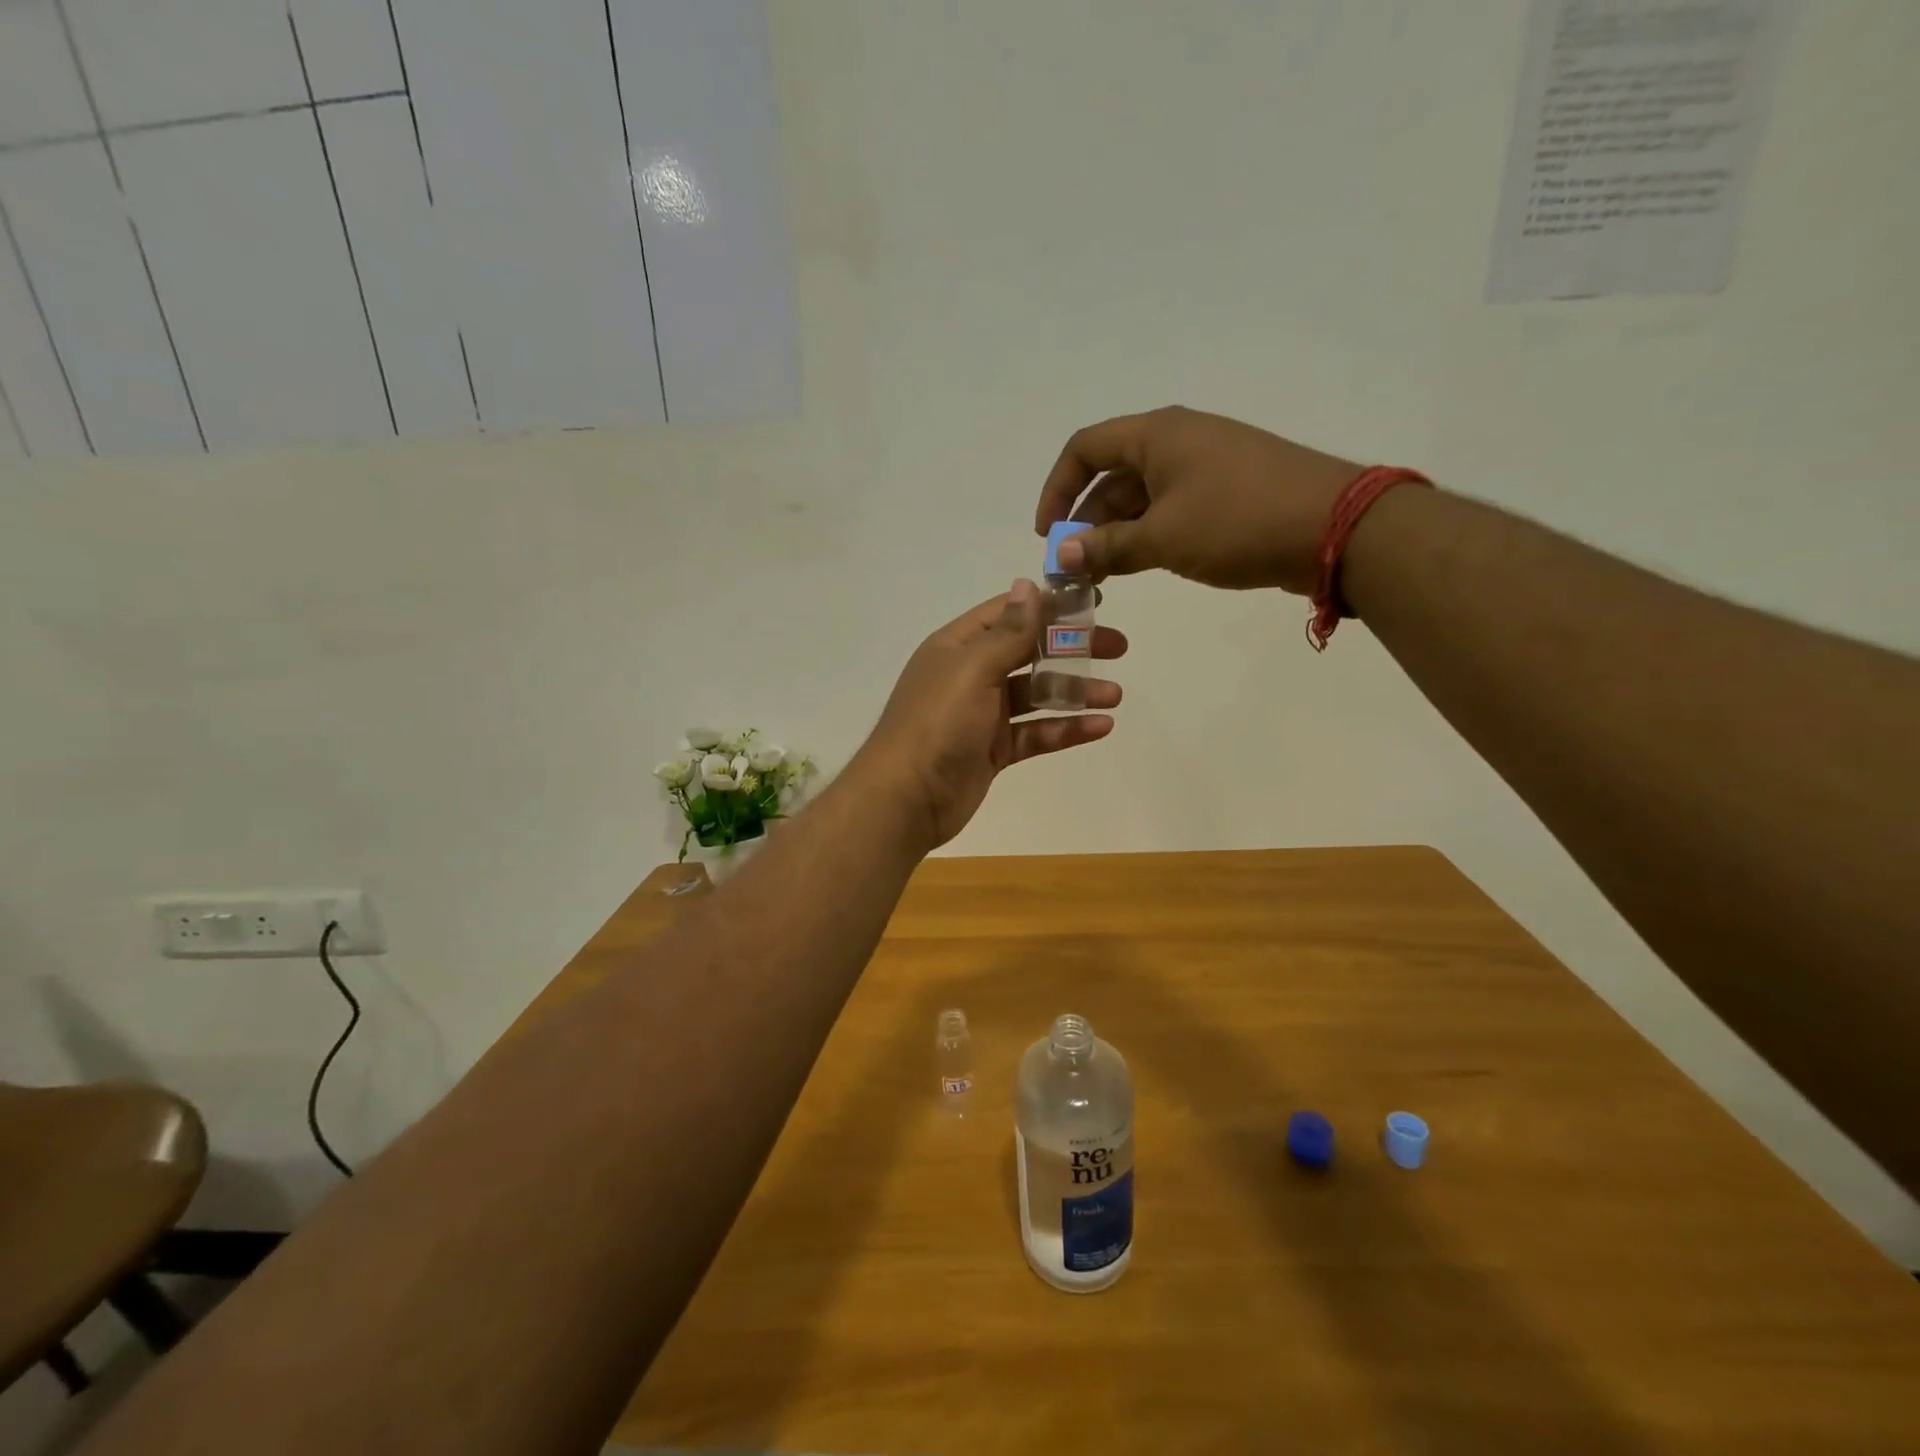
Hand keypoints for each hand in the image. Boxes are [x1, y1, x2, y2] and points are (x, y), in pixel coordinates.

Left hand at [856, 580, 1125, 850]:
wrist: (906, 798)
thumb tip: (1029, 584)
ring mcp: (982, 714)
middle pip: (1029, 652)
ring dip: (1075, 692)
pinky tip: (1101, 727)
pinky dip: (1065, 729)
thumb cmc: (938, 722)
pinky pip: (1035, 733)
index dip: (1050, 605)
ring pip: (1036, 695)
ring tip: (1115, 694)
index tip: (1094, 603)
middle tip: (1118, 648)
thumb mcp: (973, 668)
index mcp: (958, 646)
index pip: (1009, 613)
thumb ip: (1008, 631)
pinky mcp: (993, 750)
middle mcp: (970, 675)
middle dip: (1072, 648)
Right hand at [1035, 406, 1362, 594]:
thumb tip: (1061, 555)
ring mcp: (1205, 466)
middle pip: (1112, 477)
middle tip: (1075, 570)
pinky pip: (1171, 509)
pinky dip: (1148, 536)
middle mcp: (1177, 440)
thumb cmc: (1237, 522)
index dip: (1057, 489)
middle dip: (1086, 523)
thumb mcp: (1162, 538)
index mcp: (1156, 435)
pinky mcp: (1227, 492)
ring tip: (1104, 579)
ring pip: (1141, 498)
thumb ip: (1106, 547)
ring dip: (1116, 536)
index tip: (1048, 534)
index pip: (1085, 448)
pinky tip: (1142, 567)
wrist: (1335, 527)